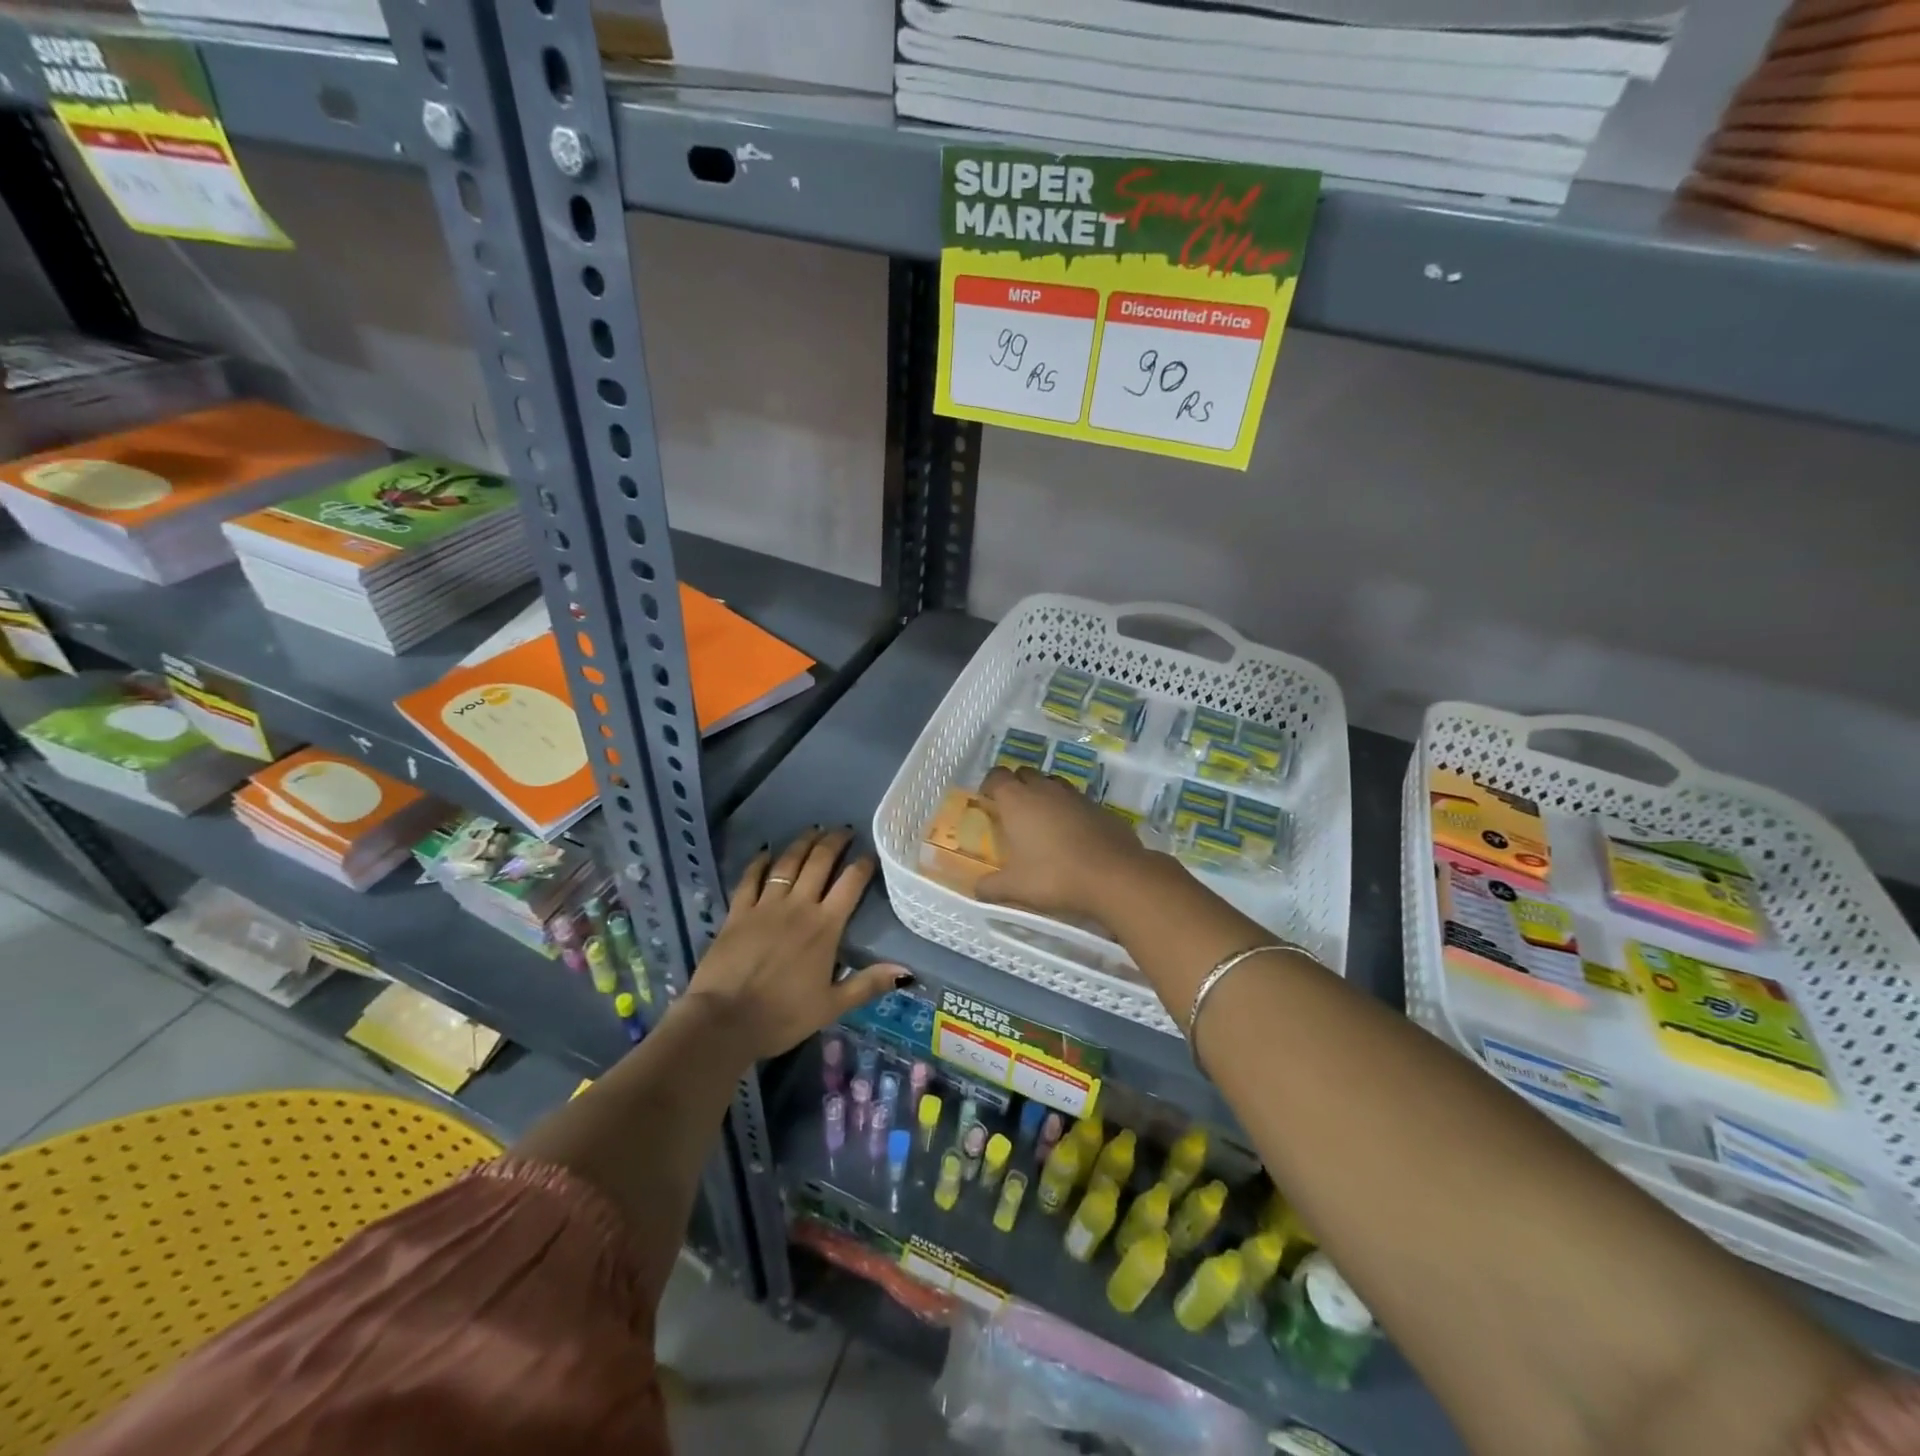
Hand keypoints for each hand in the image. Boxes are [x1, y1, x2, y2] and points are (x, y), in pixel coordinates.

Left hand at [685, 828, 906, 1061]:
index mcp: (825, 927)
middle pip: (819, 863)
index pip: (850, 884)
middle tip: (844, 830)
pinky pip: (750, 878)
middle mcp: (798, 906)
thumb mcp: (831, 1006)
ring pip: (788, 863)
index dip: (863, 865)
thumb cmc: (782, 1016)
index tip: (870, 854)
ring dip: (803, 844)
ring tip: (814, 831)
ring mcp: (765, 905)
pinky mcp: (738, 911)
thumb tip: (906, 970)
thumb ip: (867, 984)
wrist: (724, 1020)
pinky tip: (766, 852)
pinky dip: (759, 862)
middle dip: (834, 842)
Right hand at [975, 766, 1157, 921]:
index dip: (990, 785)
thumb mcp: (1015, 888)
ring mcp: (1076, 796)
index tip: (987, 801)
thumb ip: (991, 887)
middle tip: (1013, 812)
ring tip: (1042, 822)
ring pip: (1054, 784)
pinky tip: (1073, 836)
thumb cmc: (1054, 876)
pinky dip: (1070, 811)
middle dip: (1016, 786)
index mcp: (1018, 800)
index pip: (997, 776)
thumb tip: (977, 890)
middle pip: (1025, 774)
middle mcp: (1046, 789)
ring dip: (1044, 795)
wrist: (1114, 876)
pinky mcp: (1101, 807)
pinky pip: (1078, 802)